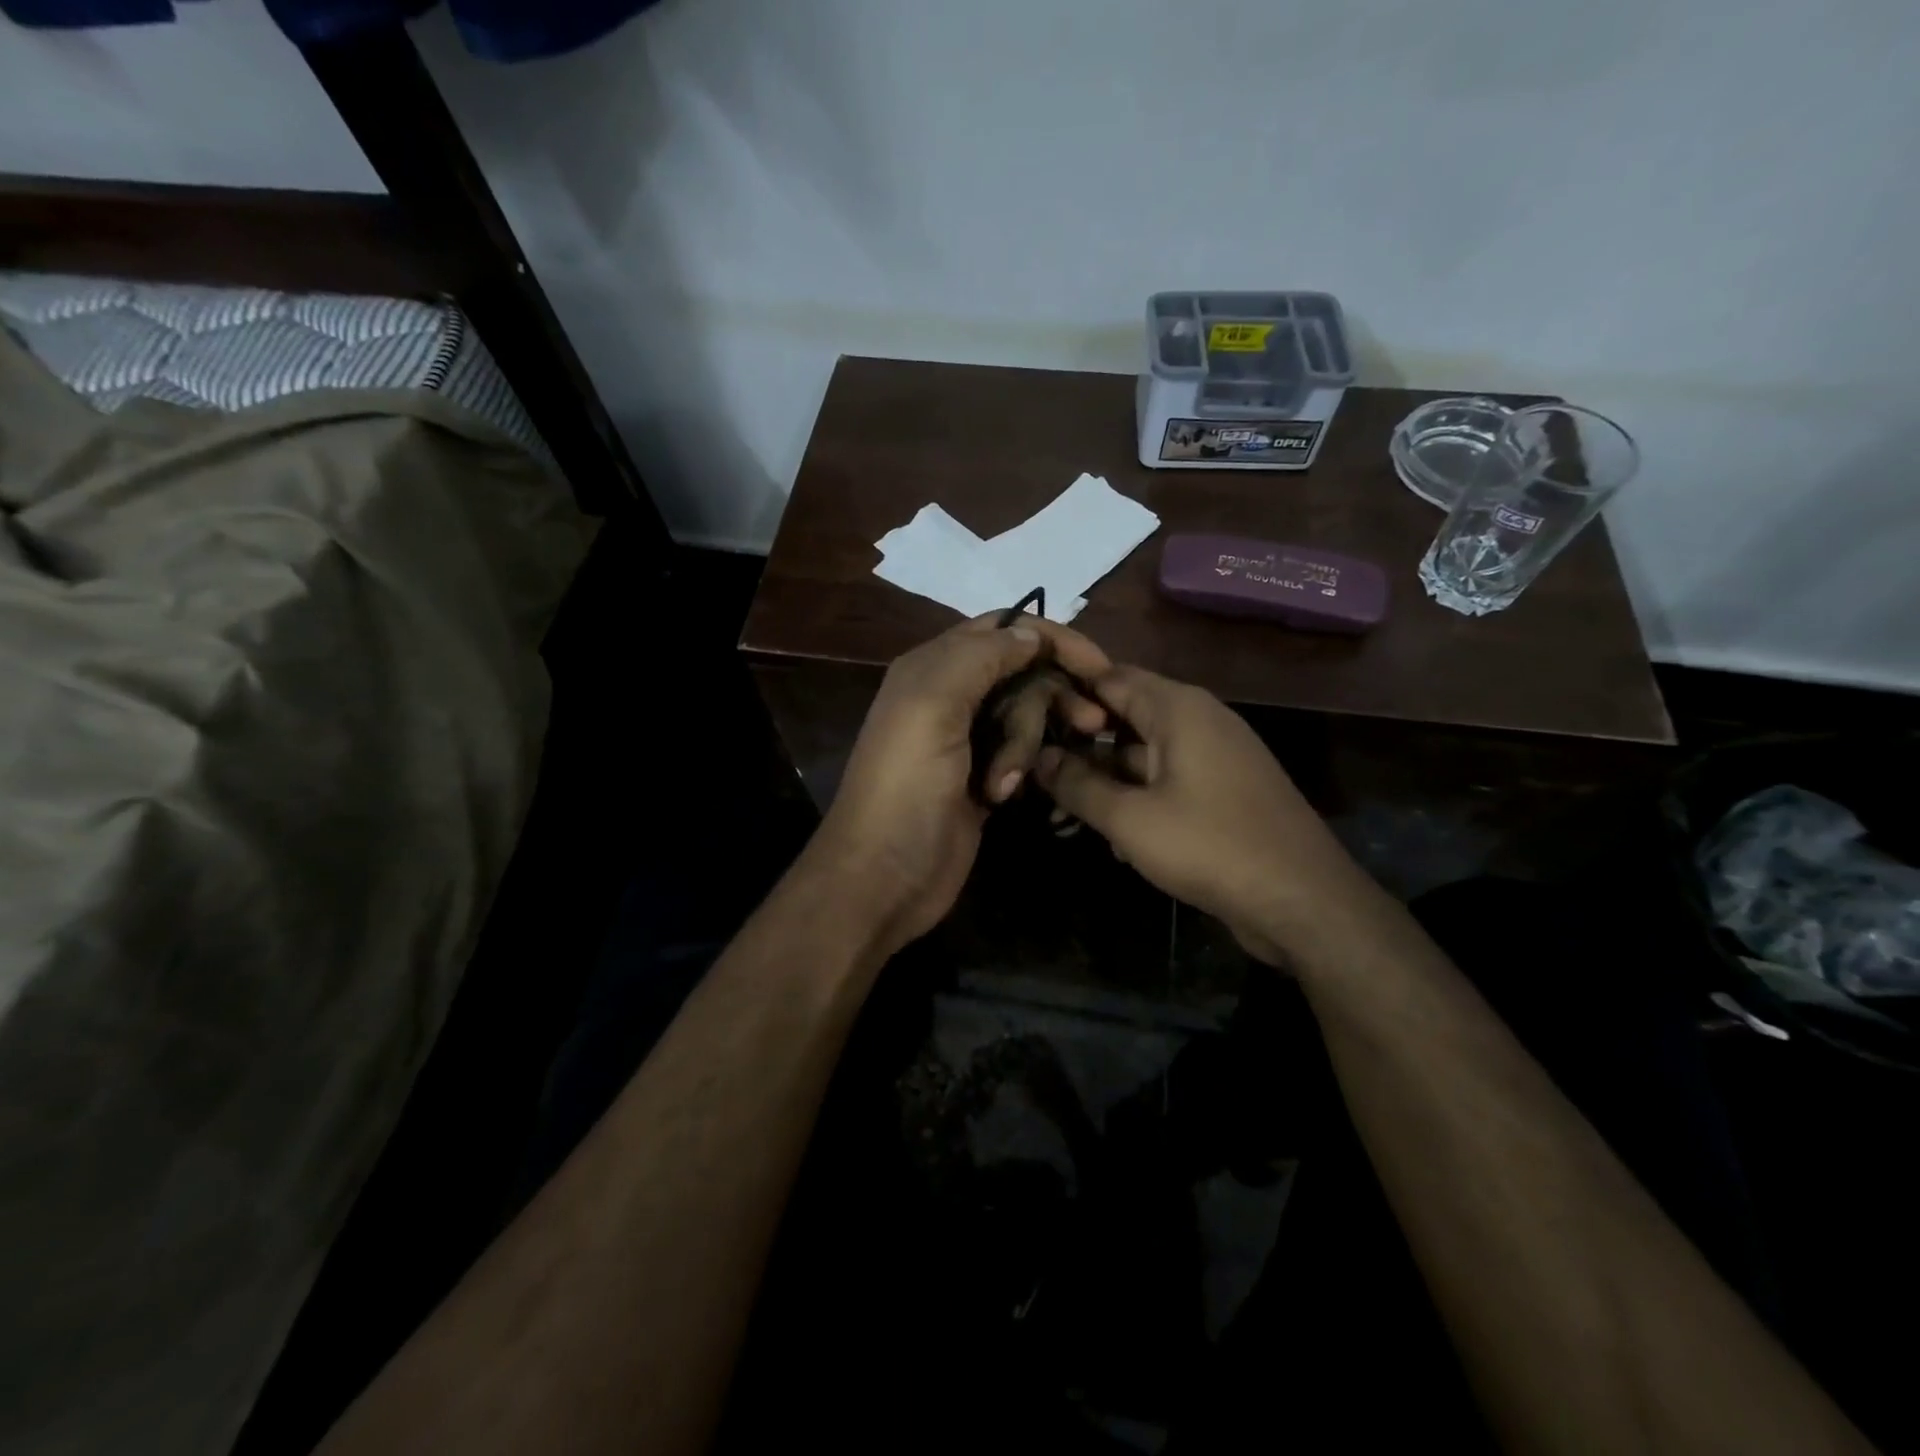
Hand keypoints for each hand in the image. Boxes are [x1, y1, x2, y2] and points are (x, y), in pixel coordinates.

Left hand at [811, 613, 1111, 958]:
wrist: (883, 877)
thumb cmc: (905, 786)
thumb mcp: (932, 706)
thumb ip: (980, 657)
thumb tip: (1030, 633)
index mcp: (933, 666)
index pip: (1003, 628)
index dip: (1052, 639)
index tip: (1098, 667)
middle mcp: (950, 695)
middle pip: (1023, 673)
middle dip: (1049, 699)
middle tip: (1089, 726)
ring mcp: (967, 739)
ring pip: (1026, 715)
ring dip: (1026, 744)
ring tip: (1005, 783)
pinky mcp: (981, 777)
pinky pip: (1022, 753)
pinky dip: (1020, 769)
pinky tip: (1003, 796)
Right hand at [1033, 666, 1373, 964]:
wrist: (1303, 901)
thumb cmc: (1210, 846)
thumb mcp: (1130, 818)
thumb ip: (1078, 785)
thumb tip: (1038, 757)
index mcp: (1178, 708)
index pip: (1108, 677)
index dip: (1064, 694)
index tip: (1024, 719)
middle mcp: (1198, 720)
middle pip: (1124, 716)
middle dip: (1079, 745)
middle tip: (1035, 772)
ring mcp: (1214, 756)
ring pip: (1142, 754)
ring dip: (1104, 779)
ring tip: (1060, 812)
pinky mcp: (1223, 791)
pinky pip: (1166, 781)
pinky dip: (1136, 798)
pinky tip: (1111, 838)